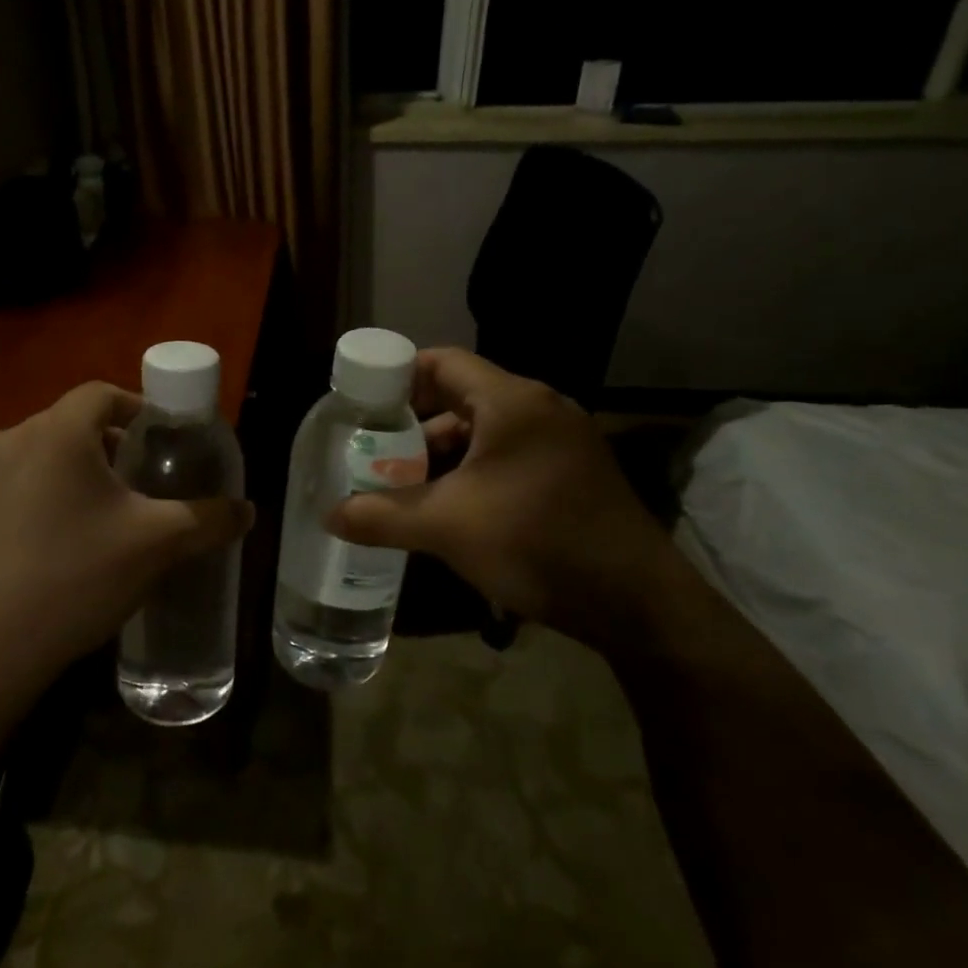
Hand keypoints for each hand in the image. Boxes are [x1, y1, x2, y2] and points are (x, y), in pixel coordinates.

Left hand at [0, 382, 253, 714]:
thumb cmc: (74, 579)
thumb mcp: (154, 546)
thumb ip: (207, 520)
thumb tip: (247, 510)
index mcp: (56, 434)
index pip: (101, 394)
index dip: (134, 408)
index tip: (156, 438)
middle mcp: (4, 442)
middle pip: (63, 427)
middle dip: (100, 448)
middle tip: (128, 487)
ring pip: (27, 461)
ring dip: (58, 477)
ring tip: (82, 522)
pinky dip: (19, 507)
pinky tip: (34, 553)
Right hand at [327, 349, 670, 641]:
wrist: (637, 604)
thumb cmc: (536, 543)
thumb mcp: (448, 527)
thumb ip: (382, 516)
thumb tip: (329, 516)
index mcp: (512, 402)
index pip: (442, 363)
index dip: (397, 377)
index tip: (361, 405)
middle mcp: (540, 409)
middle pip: (460, 398)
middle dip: (412, 427)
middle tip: (372, 454)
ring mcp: (562, 442)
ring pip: (484, 434)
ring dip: (441, 456)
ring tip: (402, 487)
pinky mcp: (572, 474)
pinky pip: (508, 458)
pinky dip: (472, 474)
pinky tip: (448, 509)